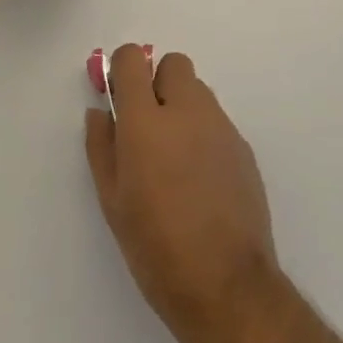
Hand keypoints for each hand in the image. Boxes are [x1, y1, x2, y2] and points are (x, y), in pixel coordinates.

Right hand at [86, 46, 280, 342]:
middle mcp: (187, 110)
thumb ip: (102, 147)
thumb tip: (100, 111)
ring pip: (198, 90)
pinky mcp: (243, 145)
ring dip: (182, 106)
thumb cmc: (156, 247)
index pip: (132, 59)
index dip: (122, 70)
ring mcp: (220, 125)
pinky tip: (200, 178)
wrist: (226, 283)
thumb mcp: (113, 202)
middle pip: (173, 64)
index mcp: (147, 121)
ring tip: (174, 157)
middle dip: (157, 82)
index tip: (118, 95)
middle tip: (147, 125)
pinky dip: (203, 132)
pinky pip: (217, 120)